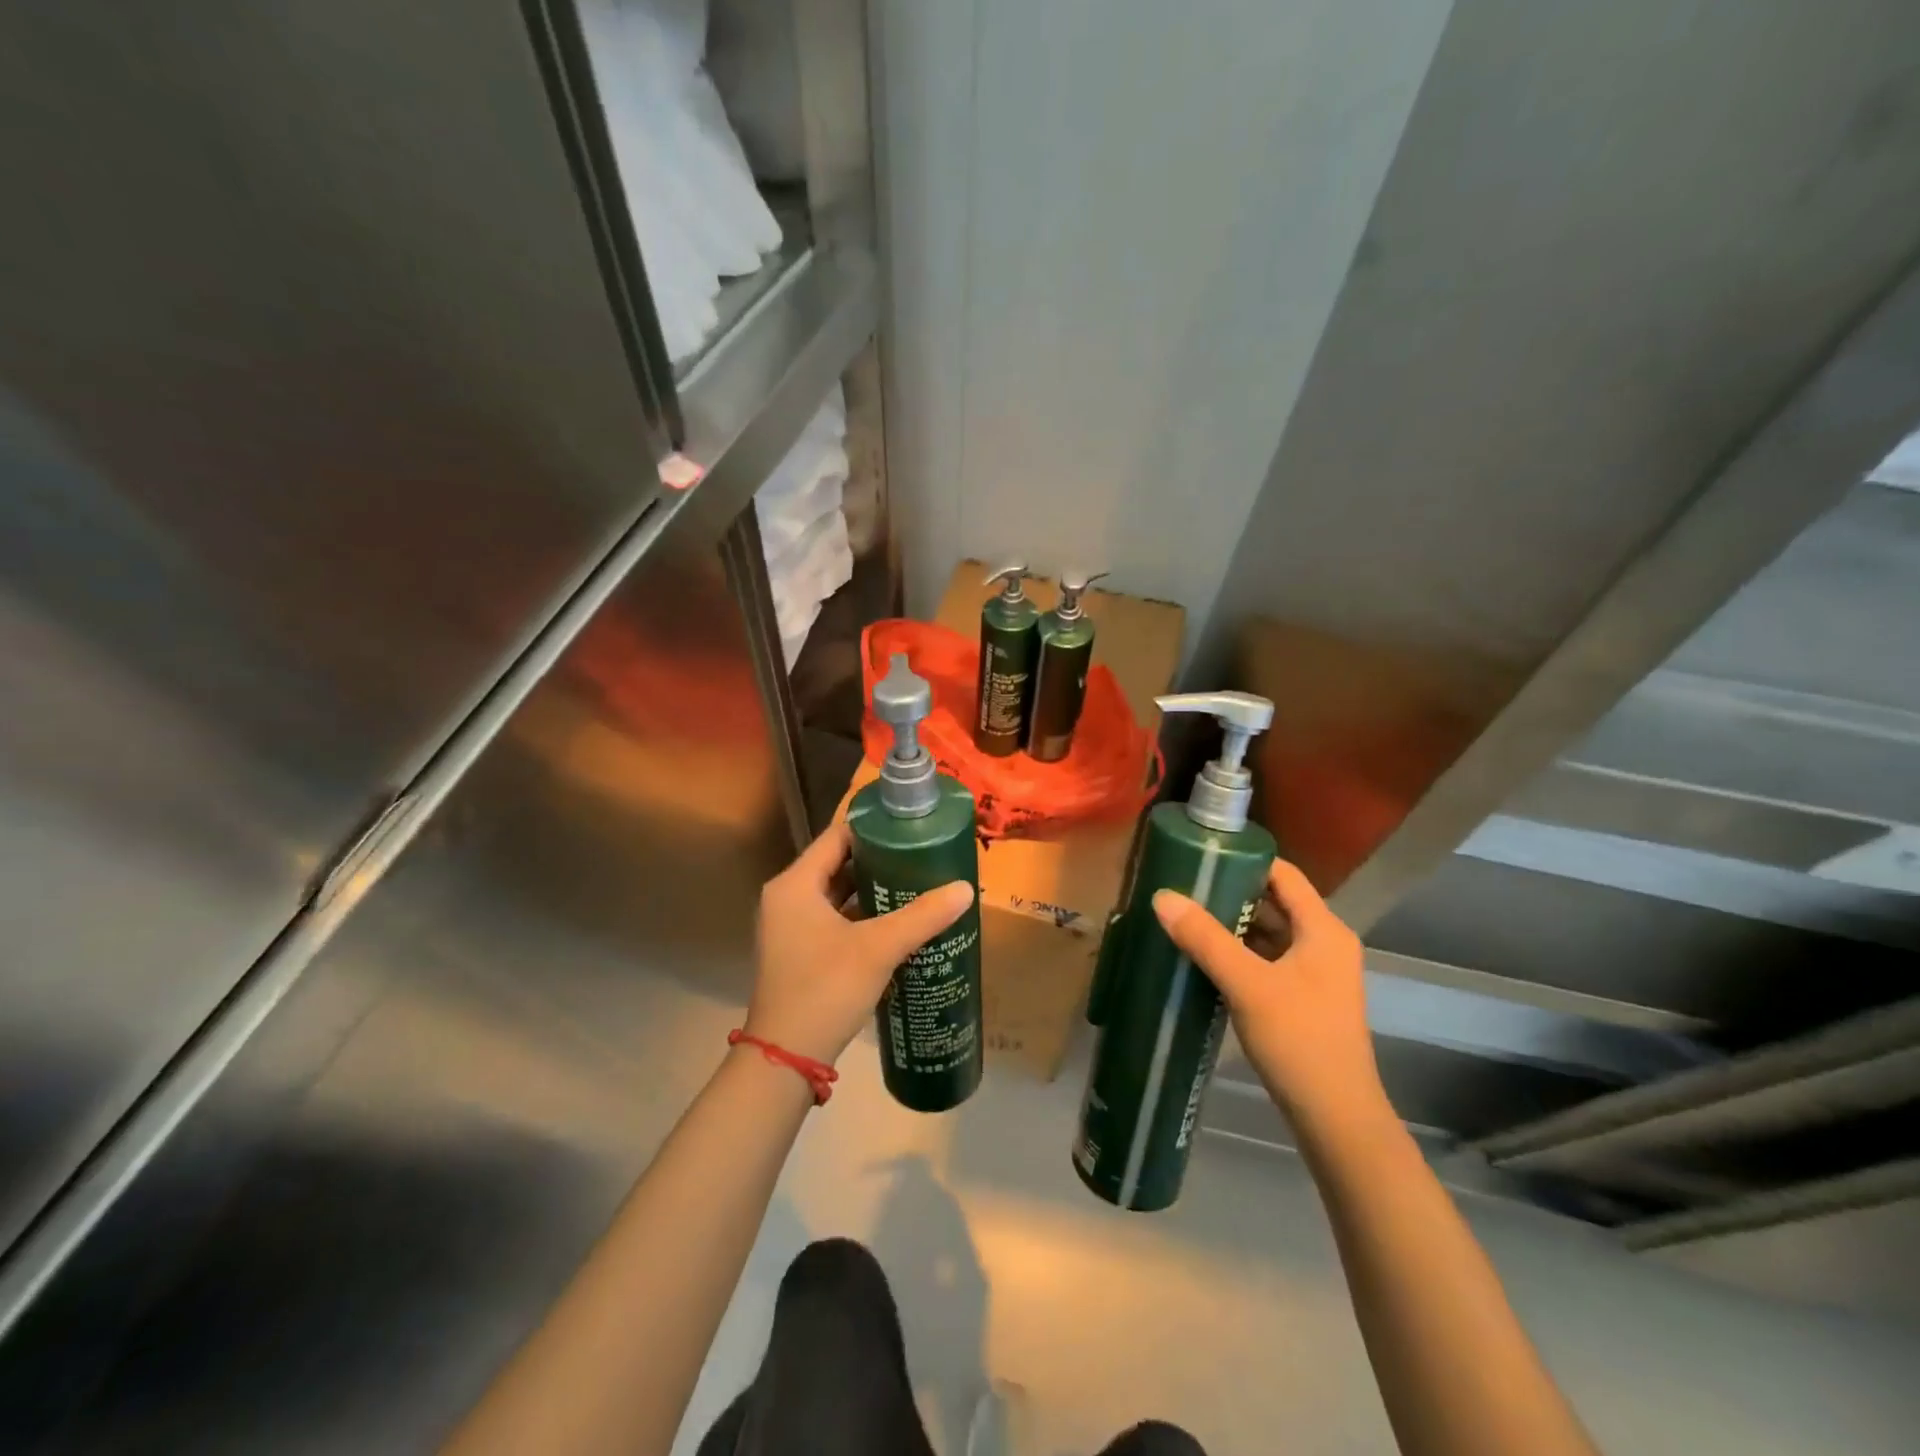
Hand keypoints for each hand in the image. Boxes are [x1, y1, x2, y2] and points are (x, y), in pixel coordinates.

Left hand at [747, 821, 974, 1065]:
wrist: (786, 1057)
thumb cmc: (826, 989)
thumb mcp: (878, 948)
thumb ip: (922, 916)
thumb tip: (965, 888)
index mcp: (795, 884)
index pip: (837, 837)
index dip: (874, 828)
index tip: (911, 826)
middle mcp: (787, 898)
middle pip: (838, 864)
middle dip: (880, 860)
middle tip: (922, 854)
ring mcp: (790, 927)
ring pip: (838, 895)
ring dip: (873, 890)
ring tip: (918, 882)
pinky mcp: (799, 952)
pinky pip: (835, 919)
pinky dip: (863, 916)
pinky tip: (898, 921)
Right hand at [1152, 860, 1384, 1130]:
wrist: (1336, 1119)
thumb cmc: (1299, 1040)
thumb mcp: (1247, 984)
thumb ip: (1205, 938)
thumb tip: (1162, 896)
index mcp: (1323, 930)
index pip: (1283, 874)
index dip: (1244, 860)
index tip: (1201, 857)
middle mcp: (1325, 944)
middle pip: (1274, 902)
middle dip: (1230, 894)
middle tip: (1183, 888)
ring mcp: (1316, 974)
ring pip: (1269, 934)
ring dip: (1232, 926)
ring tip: (1185, 918)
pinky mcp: (1304, 1000)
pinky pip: (1268, 961)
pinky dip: (1239, 954)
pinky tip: (1205, 959)